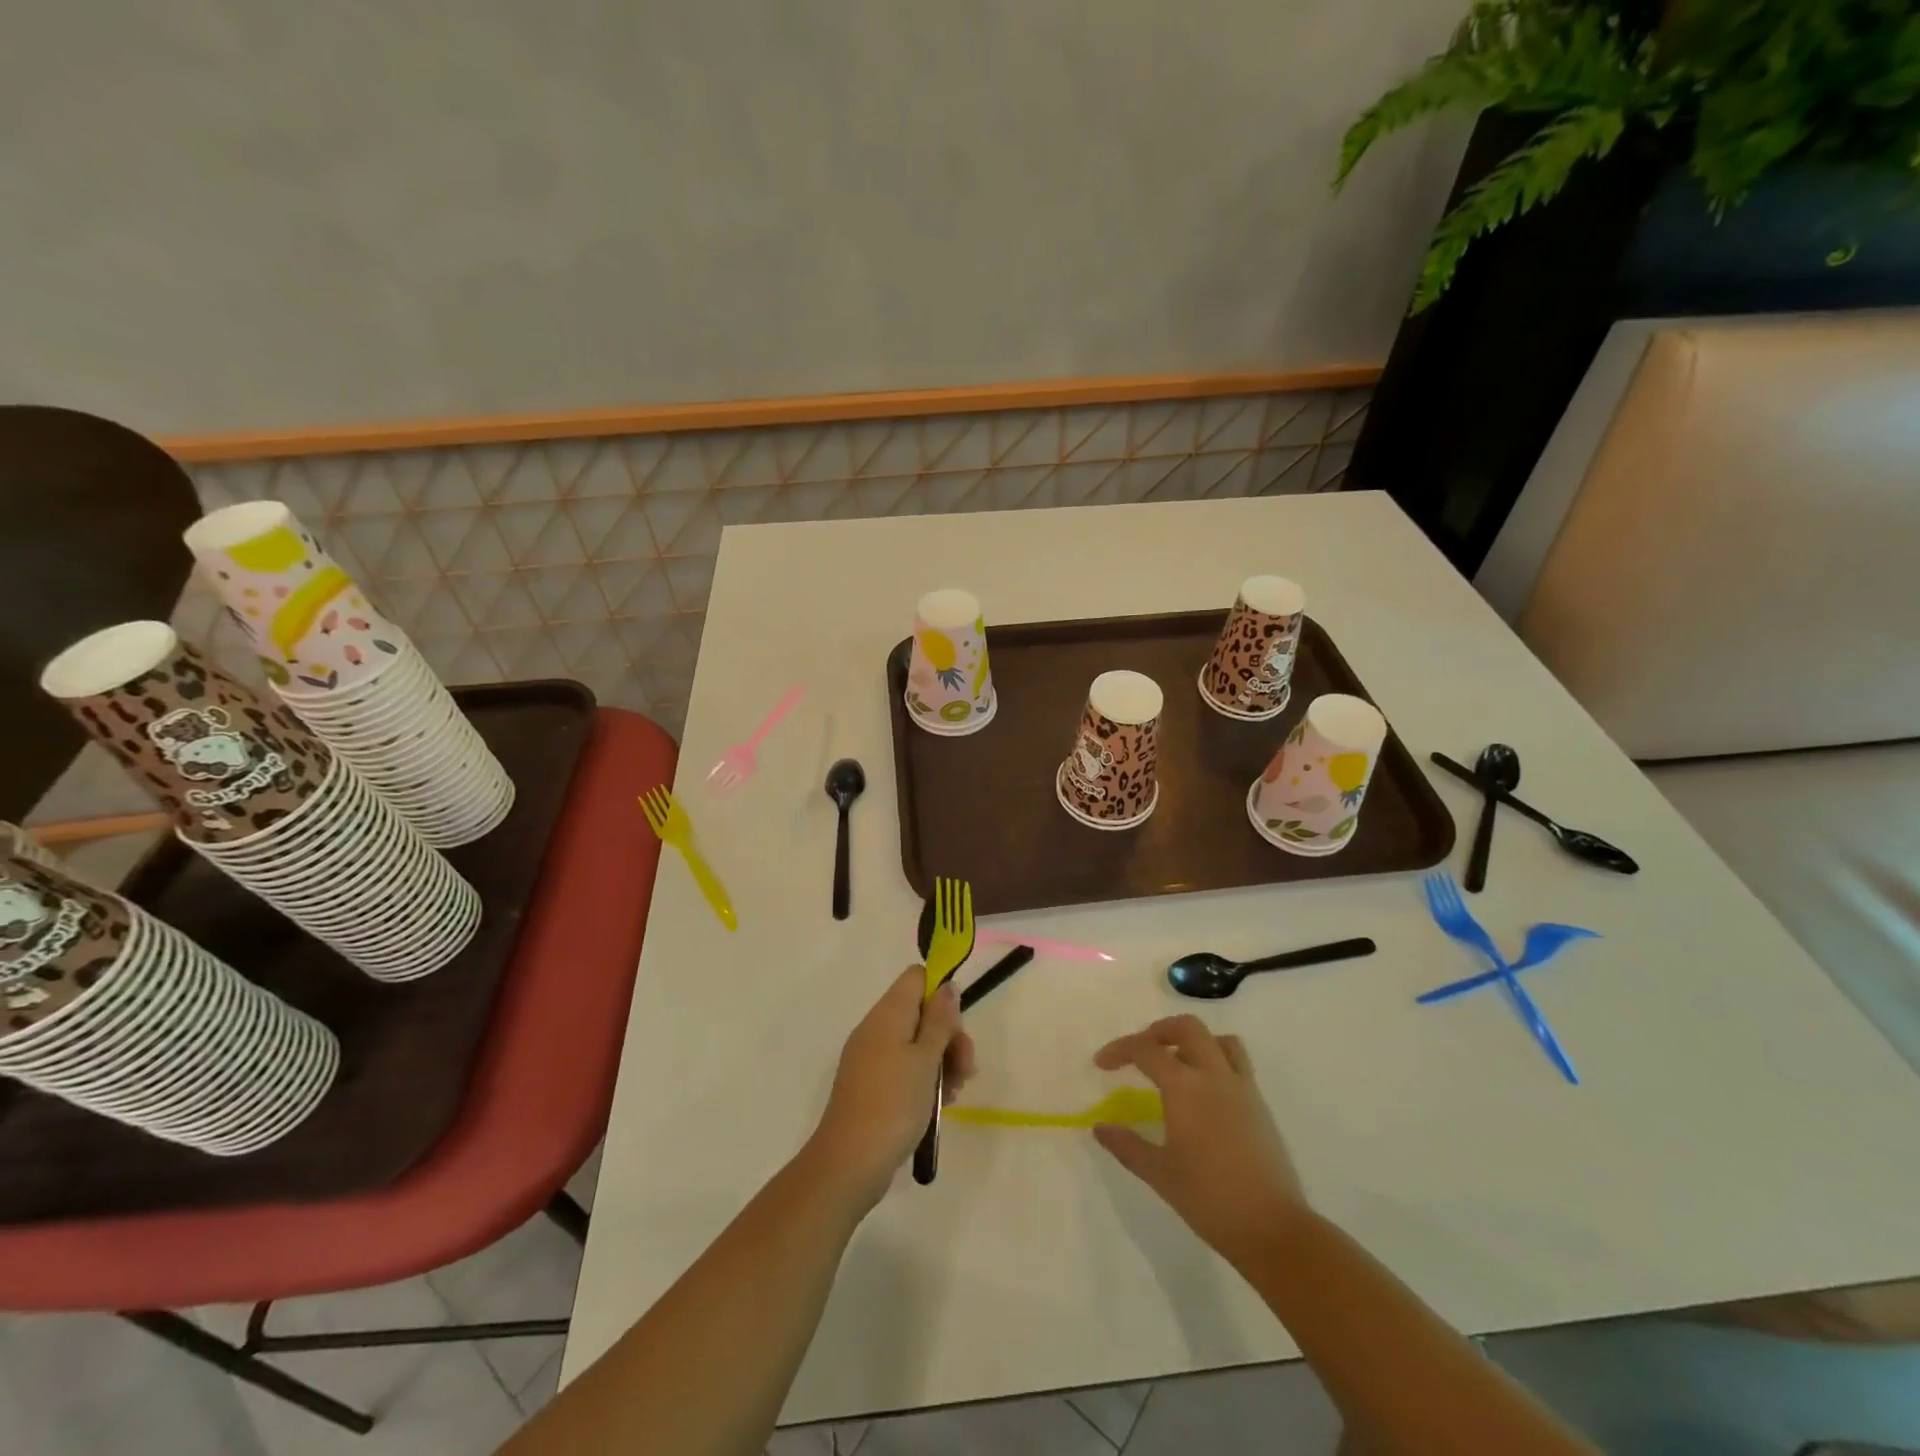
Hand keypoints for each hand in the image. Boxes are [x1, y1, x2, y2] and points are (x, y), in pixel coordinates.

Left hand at [807, 967, 975, 1210]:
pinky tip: (941, 1104)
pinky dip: (925, 1080)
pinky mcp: (871, 1085)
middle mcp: (876, 1029)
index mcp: (887, 1014)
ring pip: (916, 1043)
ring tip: (956, 1092)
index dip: (941, 992)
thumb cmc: (894, 1103)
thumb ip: (939, 1020)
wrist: (849, 1163)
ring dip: (942, 1062)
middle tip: (965, 1068)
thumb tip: (945, 986)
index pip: (916, 977)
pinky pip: (904, 1068)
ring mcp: (871, 1058)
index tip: (957, 1024)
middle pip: (921, 1012)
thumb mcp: (926, 1059)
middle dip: (949, 1036)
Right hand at [1092, 1015, 1306, 1266]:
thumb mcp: (1159, 1173)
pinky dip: (1216, 1061)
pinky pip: (1237, 1064)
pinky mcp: (1260, 1105)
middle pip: (1187, 1028)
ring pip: (1218, 1040)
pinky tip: (1205, 1093)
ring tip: (1177, 1064)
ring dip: (1194, 1042)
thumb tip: (1100, 1127)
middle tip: (1141, 1052)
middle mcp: (1214, 1075)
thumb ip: (1126, 1145)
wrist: (1272, 1228)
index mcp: (1184, 1086)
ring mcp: (1242, 1087)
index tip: (1102, 1063)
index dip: (1119, 1050)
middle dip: (1159, 1031)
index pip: (1146, 1050)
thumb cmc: (1209, 1198)